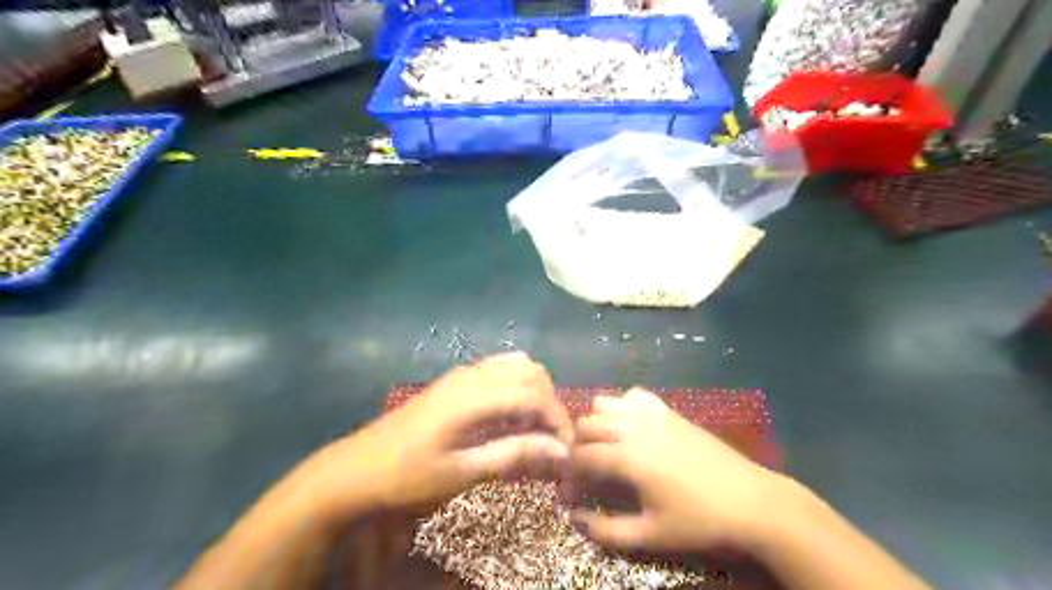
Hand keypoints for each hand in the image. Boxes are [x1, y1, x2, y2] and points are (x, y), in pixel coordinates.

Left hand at [300, 351, 571, 520]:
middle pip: (532, 373)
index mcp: (474, 397)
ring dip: (535, 392)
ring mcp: (462, 374)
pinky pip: (499, 370)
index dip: (558, 419)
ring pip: (517, 366)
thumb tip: (560, 451)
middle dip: (551, 404)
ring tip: (534, 429)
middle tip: (552, 442)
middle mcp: (472, 375)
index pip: (535, 395)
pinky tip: (510, 416)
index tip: (567, 450)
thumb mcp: (462, 472)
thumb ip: (513, 455)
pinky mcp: (455, 380)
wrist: (356, 469)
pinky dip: (517, 387)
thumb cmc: (407, 477)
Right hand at [573, 390, 782, 555]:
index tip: (569, 492)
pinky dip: (622, 406)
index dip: (568, 474)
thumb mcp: (651, 535)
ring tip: (605, 447)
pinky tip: (631, 426)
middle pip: (586, 424)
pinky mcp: (669, 410)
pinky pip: (634, 396)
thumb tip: (574, 519)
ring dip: (596, 423)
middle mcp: (634, 427)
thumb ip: (607, 530)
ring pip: (605, 404)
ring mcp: (652, 414)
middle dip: (577, 447)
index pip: (581, 457)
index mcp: (627, 457)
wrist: (751, 501)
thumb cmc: (699, 521)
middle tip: (585, 472)